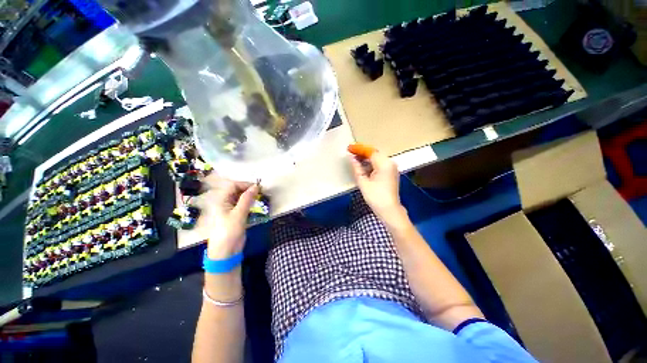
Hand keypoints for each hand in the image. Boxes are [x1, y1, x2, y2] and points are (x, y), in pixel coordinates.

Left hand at [198, 174, 258, 259]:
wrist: (226, 251)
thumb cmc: (229, 231)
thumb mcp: (239, 214)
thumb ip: (247, 199)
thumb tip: (256, 186)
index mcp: (222, 200)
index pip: (233, 186)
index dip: (245, 184)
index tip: (258, 187)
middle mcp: (226, 203)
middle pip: (238, 191)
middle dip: (249, 190)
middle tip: (261, 192)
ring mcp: (231, 209)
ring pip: (242, 198)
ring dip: (251, 196)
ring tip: (261, 197)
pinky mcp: (237, 215)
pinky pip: (244, 205)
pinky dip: (251, 203)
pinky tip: (257, 204)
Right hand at [349, 151, 402, 220]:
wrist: (389, 210)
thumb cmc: (375, 197)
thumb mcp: (363, 182)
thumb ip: (357, 168)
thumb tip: (351, 158)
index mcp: (384, 164)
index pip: (370, 152)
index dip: (359, 149)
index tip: (349, 148)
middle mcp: (390, 163)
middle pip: (374, 154)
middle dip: (362, 153)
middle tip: (351, 153)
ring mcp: (392, 168)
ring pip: (377, 158)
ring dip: (366, 158)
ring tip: (354, 160)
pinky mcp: (391, 173)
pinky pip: (380, 164)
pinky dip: (371, 164)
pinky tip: (363, 167)